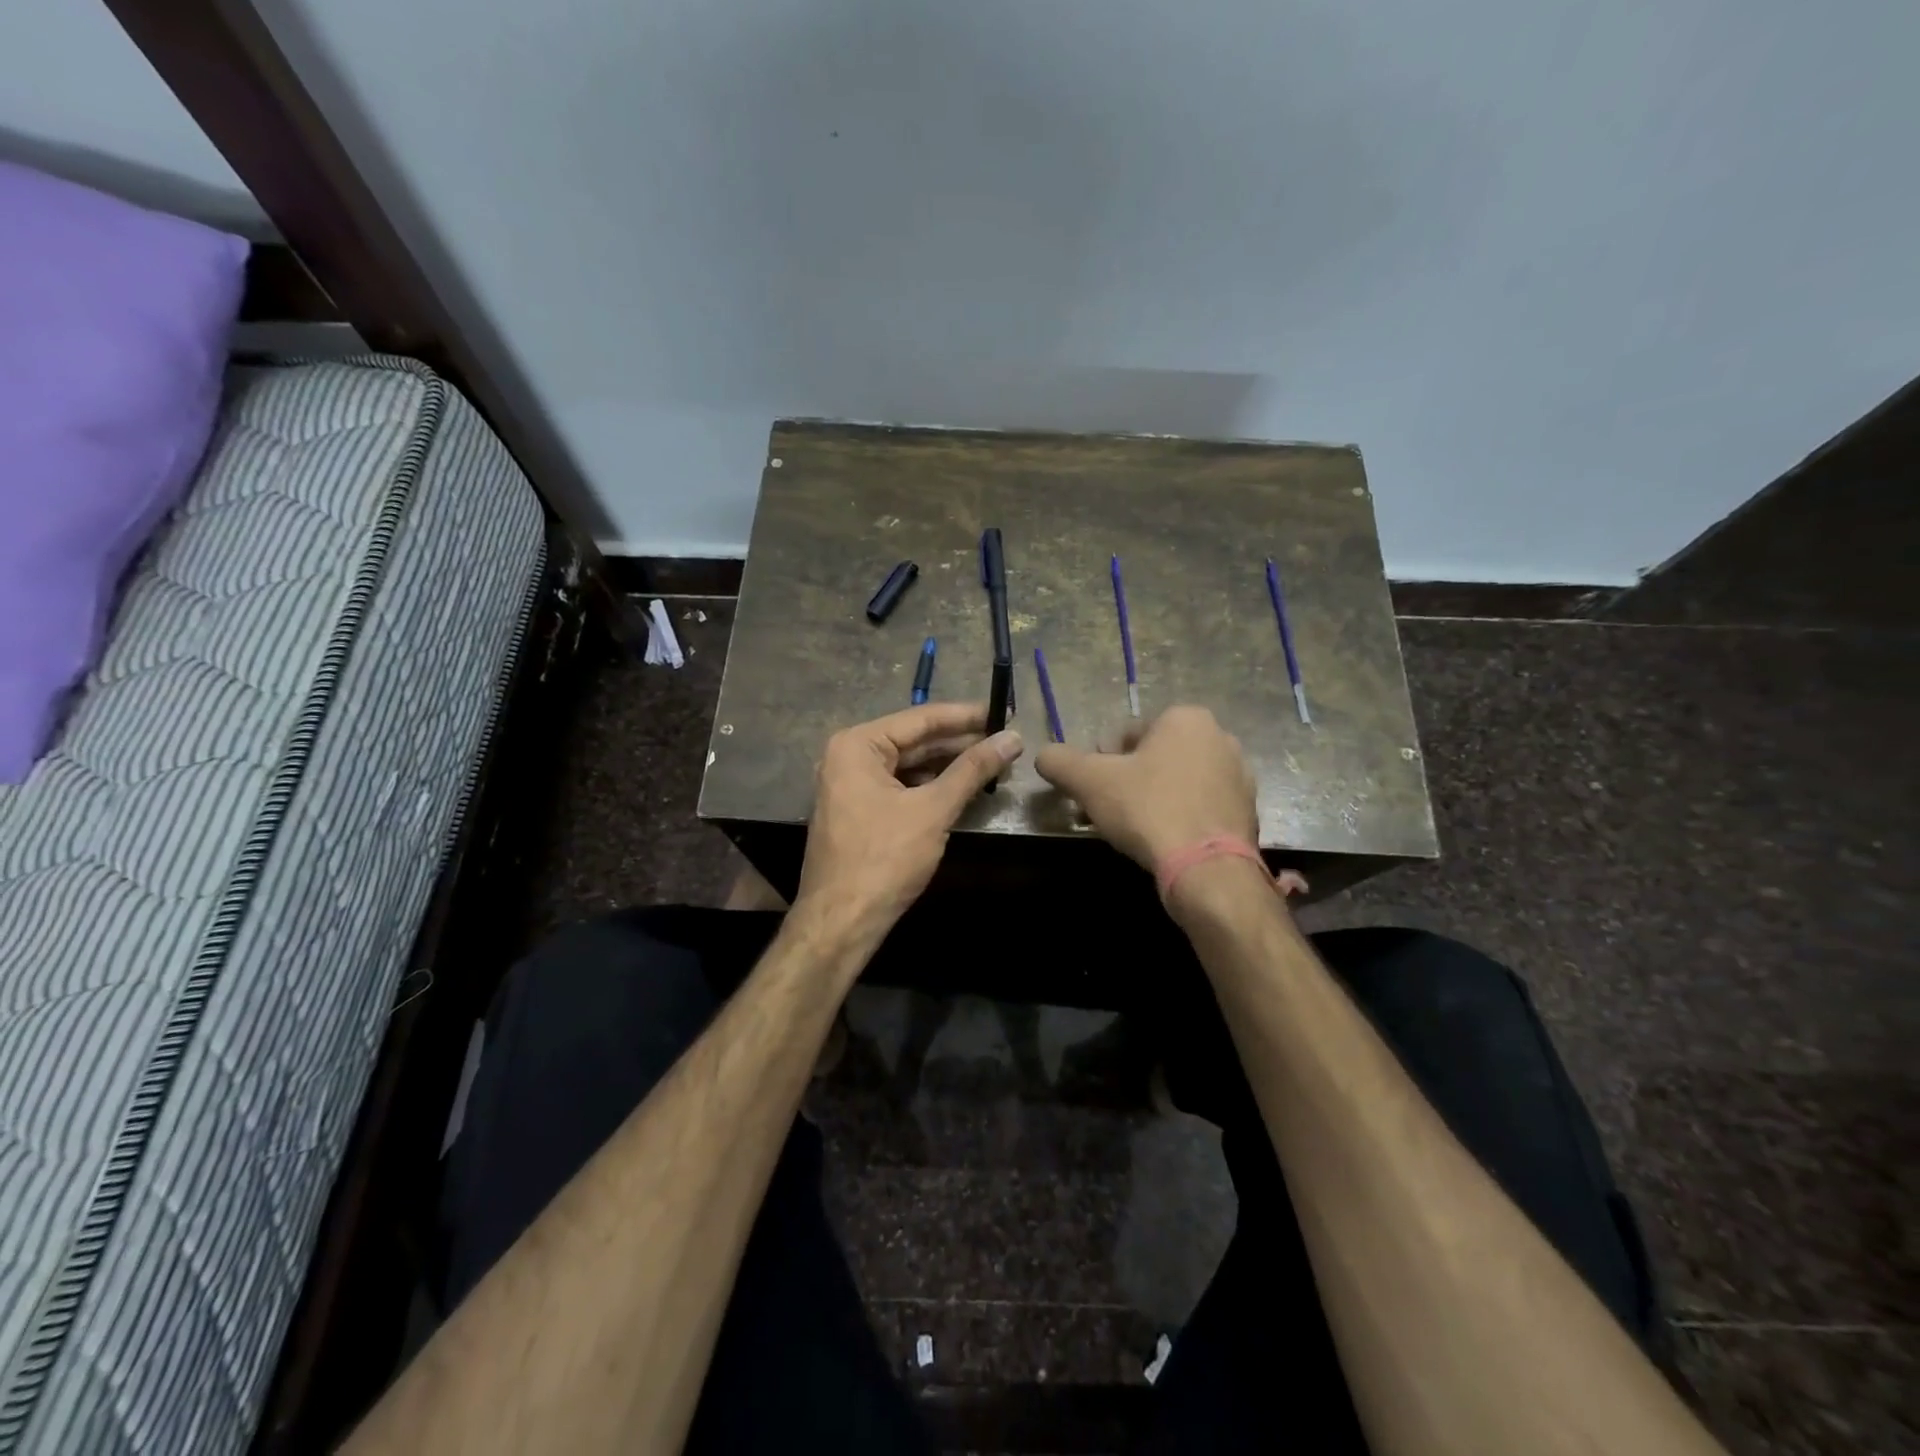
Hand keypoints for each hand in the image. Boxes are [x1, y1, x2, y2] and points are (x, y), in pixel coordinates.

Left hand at [795, 703, 1023, 940]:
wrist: (842, 922)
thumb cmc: (884, 859)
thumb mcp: (933, 809)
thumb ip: (972, 770)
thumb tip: (1013, 738)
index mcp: (857, 745)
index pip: (921, 719)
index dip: (966, 716)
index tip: (1004, 711)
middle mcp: (849, 756)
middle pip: (915, 740)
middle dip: (960, 743)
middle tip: (1006, 740)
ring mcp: (851, 785)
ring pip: (909, 765)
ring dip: (949, 766)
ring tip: (994, 762)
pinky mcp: (859, 810)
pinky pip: (901, 786)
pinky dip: (931, 786)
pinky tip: (963, 788)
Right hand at [1034, 705, 1257, 869]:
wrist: (1207, 868)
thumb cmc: (1147, 810)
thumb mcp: (1089, 781)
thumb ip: (1059, 761)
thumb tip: (1043, 756)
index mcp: (1185, 718)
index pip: (1127, 734)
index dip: (1102, 762)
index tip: (1094, 791)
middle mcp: (1219, 737)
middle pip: (1155, 756)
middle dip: (1130, 779)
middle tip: (1111, 810)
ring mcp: (1240, 774)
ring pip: (1179, 780)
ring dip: (1156, 797)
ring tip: (1137, 829)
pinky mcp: (1248, 809)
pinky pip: (1201, 805)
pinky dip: (1181, 816)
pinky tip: (1166, 840)